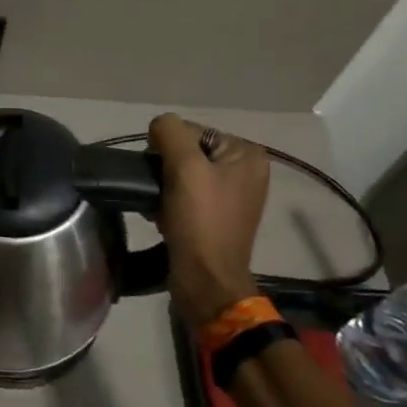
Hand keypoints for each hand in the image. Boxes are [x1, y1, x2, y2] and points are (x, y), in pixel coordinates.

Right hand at [148, 114, 270, 324]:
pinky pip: (187, 196)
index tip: (161, 174)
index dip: (168, 148)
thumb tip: (159, 126)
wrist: (205, 279)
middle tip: (160, 193)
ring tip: (160, 208)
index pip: (192, 131)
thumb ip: (170, 132)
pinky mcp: (218, 217)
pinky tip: (164, 218)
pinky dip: (171, 204)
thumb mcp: (185, 167)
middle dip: (166, 170)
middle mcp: (246, 170)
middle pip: (188, 152)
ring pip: (183, 175)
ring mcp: (234, 195)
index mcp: (247, 154)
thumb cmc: (200, 221)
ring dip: (165, 188)